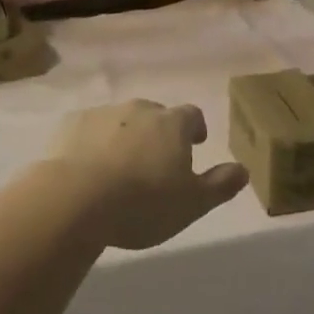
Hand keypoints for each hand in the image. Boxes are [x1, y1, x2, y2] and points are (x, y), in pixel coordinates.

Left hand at [46, 100, 247, 249]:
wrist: (74, 200)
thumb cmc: (142, 203)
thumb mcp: (192, 203)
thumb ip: (220, 185)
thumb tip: (243, 170)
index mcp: (172, 124)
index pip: (192, 115)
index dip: (195, 128)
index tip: (195, 143)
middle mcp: (139, 110)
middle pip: (155, 115)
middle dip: (158, 133)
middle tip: (155, 161)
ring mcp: (102, 114)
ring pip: (120, 121)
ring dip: (125, 137)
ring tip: (120, 169)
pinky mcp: (70, 126)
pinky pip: (88, 130)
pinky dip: (92, 143)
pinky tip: (87, 169)